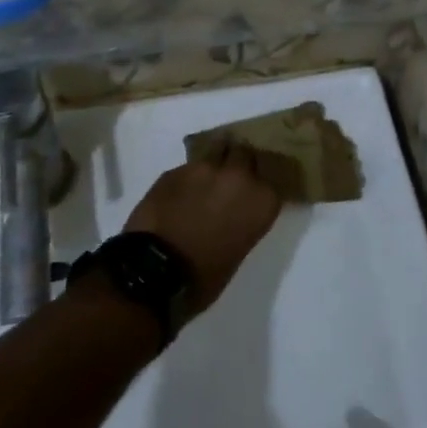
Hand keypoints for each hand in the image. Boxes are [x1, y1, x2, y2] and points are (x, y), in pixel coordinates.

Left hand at [123, 146, 281, 312]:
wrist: (156, 271)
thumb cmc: (204, 276)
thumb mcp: (239, 249)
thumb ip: (243, 219)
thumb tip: (233, 210)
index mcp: (261, 200)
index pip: (270, 177)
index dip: (258, 183)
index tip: (252, 191)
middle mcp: (237, 176)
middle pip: (243, 152)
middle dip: (237, 163)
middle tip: (228, 181)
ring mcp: (204, 168)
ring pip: (215, 151)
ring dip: (212, 165)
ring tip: (202, 183)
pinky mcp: (175, 169)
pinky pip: (188, 168)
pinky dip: (187, 178)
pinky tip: (179, 195)